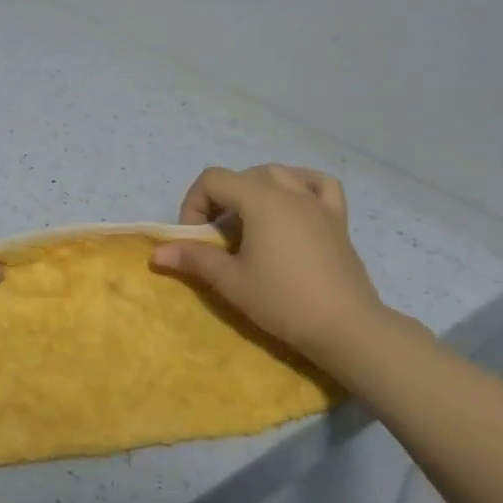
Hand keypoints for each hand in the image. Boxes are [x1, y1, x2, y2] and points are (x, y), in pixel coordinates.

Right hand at [150, 165, 395, 372]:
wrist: (345, 327)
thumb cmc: (283, 301)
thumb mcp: (231, 281)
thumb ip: (194, 259)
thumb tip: (157, 253)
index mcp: (260, 199)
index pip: (213, 179)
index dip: (194, 204)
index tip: (197, 238)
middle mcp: (289, 191)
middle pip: (242, 176)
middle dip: (221, 201)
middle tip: (218, 239)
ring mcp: (317, 202)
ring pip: (278, 174)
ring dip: (255, 190)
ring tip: (250, 222)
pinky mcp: (337, 219)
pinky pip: (319, 184)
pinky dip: (302, 184)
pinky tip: (293, 203)